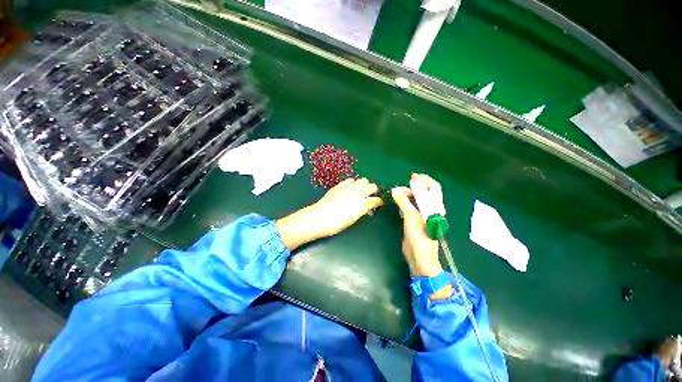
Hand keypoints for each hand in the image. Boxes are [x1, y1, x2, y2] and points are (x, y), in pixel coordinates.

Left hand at [277, 178, 382, 249]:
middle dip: (374, 190)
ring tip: (361, 190)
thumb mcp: (352, 220)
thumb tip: (367, 209)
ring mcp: (348, 188)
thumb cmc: (336, 224)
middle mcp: (357, 194)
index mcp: (361, 205)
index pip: (376, 200)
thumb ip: (362, 211)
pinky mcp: (339, 185)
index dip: (379, 201)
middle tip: (371, 195)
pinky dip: (353, 183)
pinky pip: (350, 180)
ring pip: (362, 180)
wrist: (318, 217)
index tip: (379, 203)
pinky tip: (351, 187)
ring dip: (364, 184)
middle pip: (372, 186)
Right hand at [392, 173, 452, 299]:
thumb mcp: (411, 217)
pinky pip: (411, 207)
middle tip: (398, 191)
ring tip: (396, 196)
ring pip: (416, 200)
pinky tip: (399, 205)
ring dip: (407, 195)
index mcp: (435, 207)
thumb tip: (395, 190)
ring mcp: (423, 215)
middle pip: (423, 193)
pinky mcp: (416, 221)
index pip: (433, 188)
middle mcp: (431, 209)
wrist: (420, 258)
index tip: (411, 177)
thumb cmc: (419, 238)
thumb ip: (404, 202)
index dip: (424, 180)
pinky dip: (405, 203)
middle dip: (411, 188)